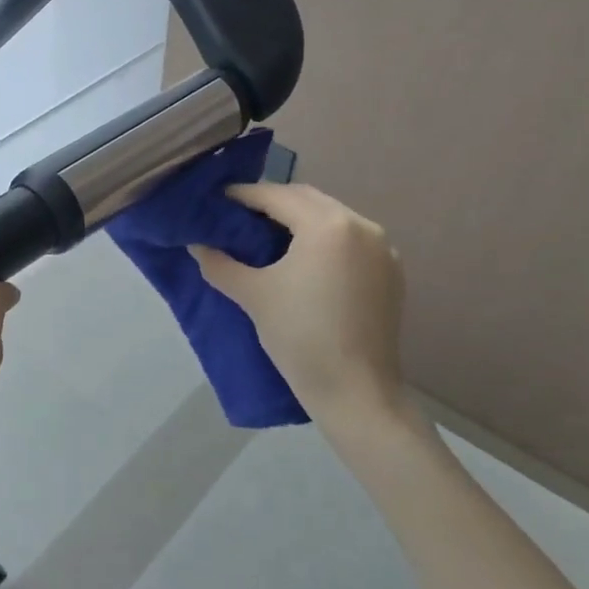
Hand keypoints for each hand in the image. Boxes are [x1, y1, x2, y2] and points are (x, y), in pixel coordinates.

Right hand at [190, 182, 416, 434]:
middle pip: (308, 199)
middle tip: (239, 215)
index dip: (243, 195)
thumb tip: (196, 245)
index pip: (277, 196)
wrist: (356, 393)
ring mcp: (382, 249)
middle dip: (272, 202)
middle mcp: (361, 226)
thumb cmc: (300, 338)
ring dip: (300, 219)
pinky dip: (324, 239)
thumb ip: (220, 264)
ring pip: (332, 217)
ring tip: (268, 235)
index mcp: (328, 225)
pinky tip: (304, 258)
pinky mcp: (391, 272)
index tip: (217, 200)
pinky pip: (351, 240)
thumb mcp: (253, 296)